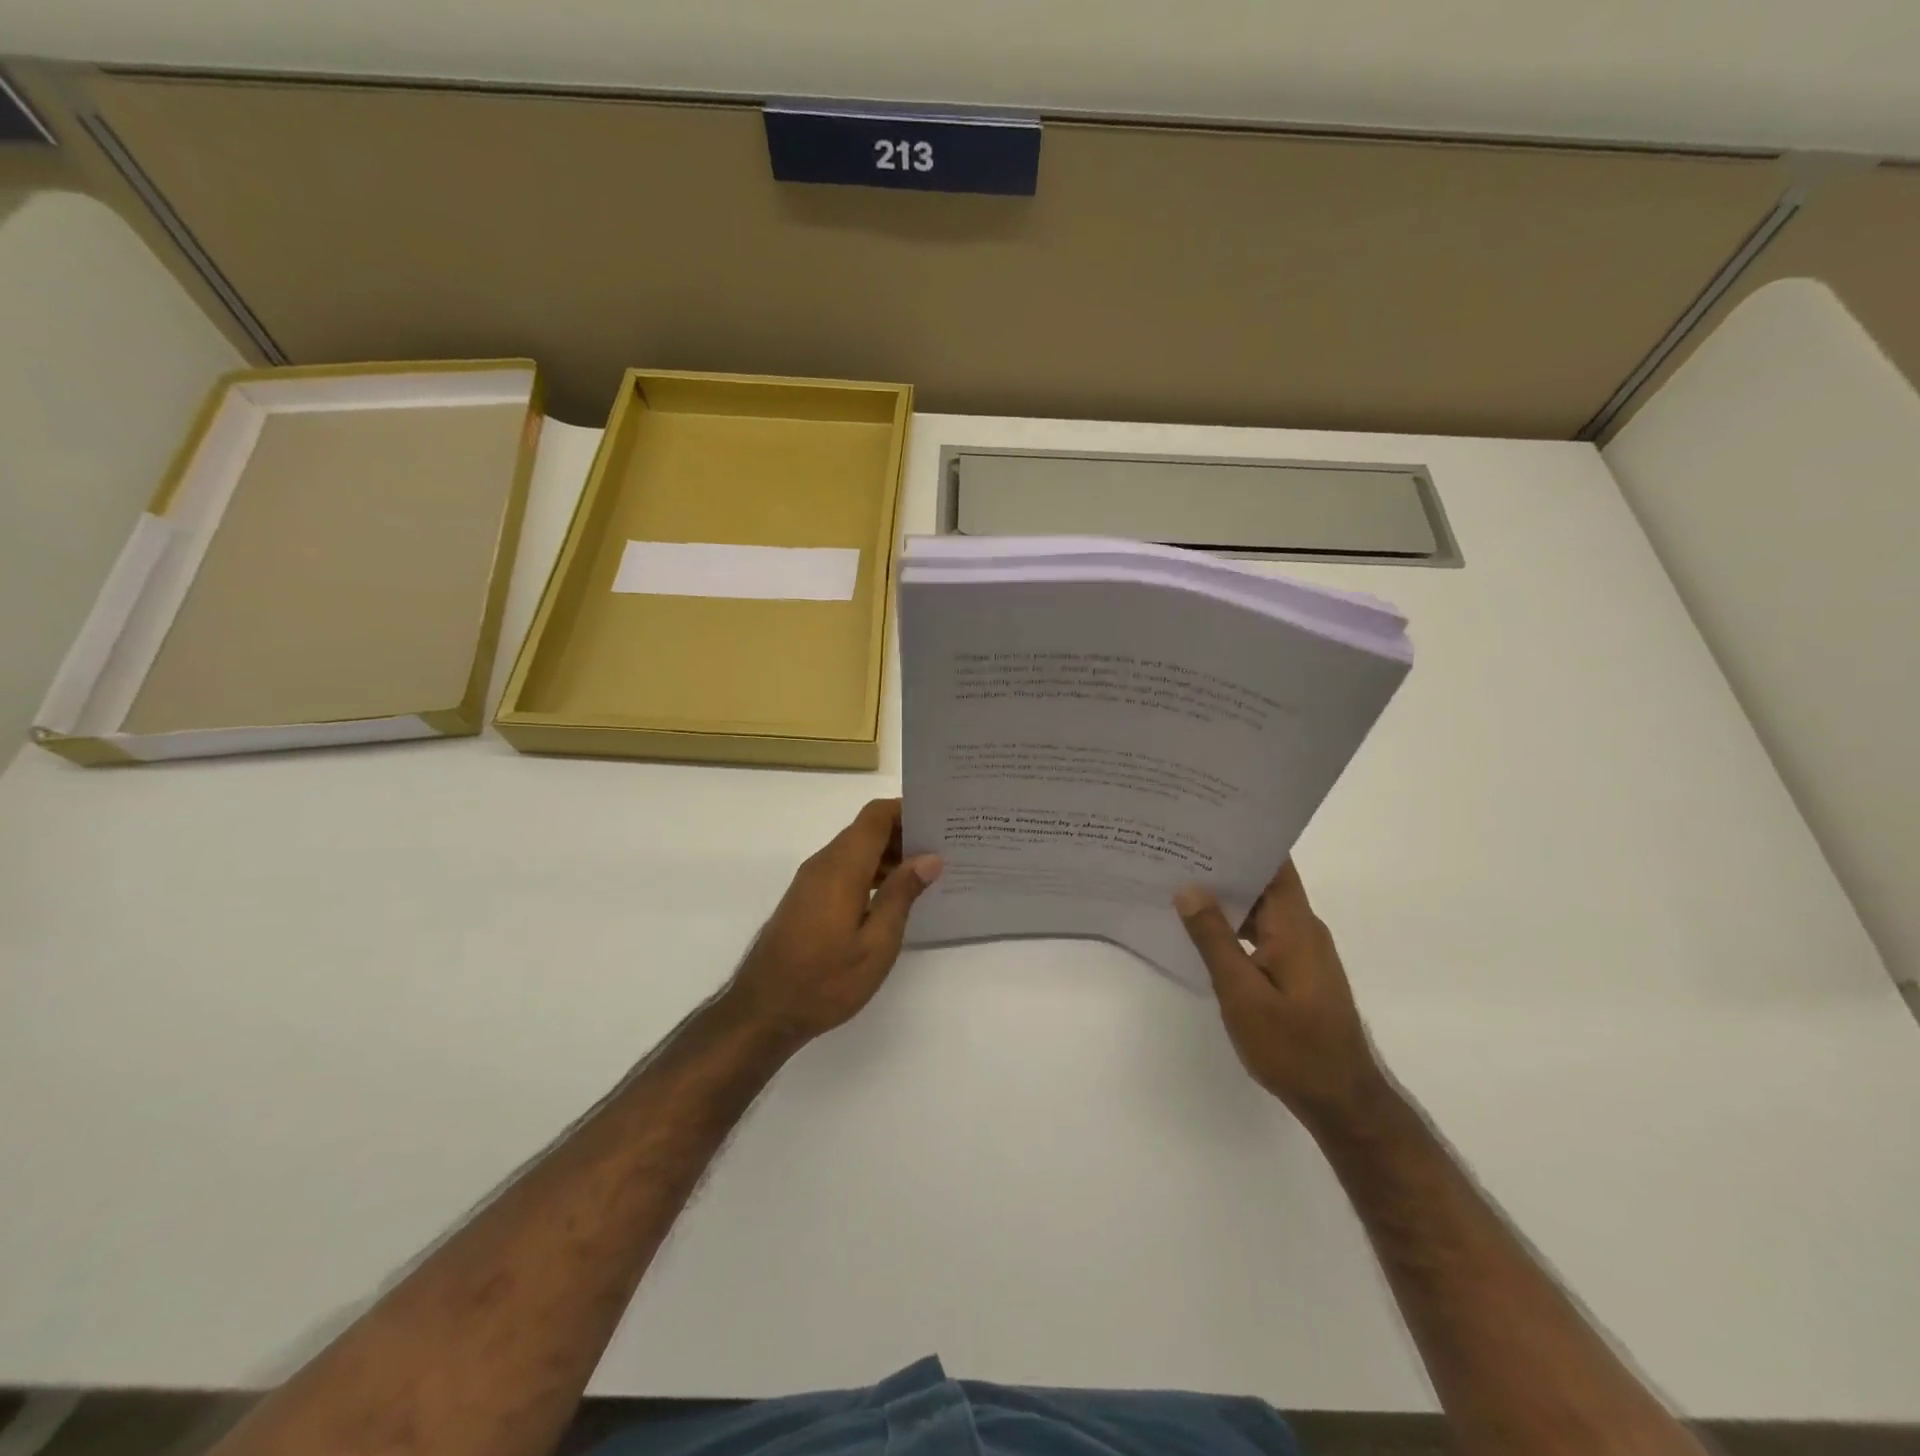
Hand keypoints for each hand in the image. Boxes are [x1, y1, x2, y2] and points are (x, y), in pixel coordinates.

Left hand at [725, 799, 941, 1045]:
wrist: (763, 1012)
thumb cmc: (825, 981)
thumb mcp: (875, 944)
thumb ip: (901, 895)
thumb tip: (929, 858)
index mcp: (842, 868)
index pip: (876, 816)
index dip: (907, 809)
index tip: (940, 819)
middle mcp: (823, 864)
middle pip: (866, 830)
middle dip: (904, 833)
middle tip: (944, 848)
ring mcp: (811, 881)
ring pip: (855, 850)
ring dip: (888, 855)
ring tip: (927, 873)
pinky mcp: (807, 899)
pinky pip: (844, 869)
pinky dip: (871, 872)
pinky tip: (894, 897)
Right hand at [1175, 862, 1386, 1135]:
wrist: (1341, 1100)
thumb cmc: (1292, 1046)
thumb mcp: (1242, 993)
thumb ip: (1214, 939)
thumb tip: (1189, 888)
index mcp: (1295, 925)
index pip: (1274, 864)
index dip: (1244, 839)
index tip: (1204, 823)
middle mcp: (1303, 928)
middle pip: (1265, 882)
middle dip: (1225, 865)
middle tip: (1177, 850)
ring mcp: (1302, 950)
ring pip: (1262, 908)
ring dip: (1228, 897)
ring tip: (1181, 882)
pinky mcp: (1297, 970)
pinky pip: (1263, 932)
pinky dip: (1235, 925)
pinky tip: (1204, 929)